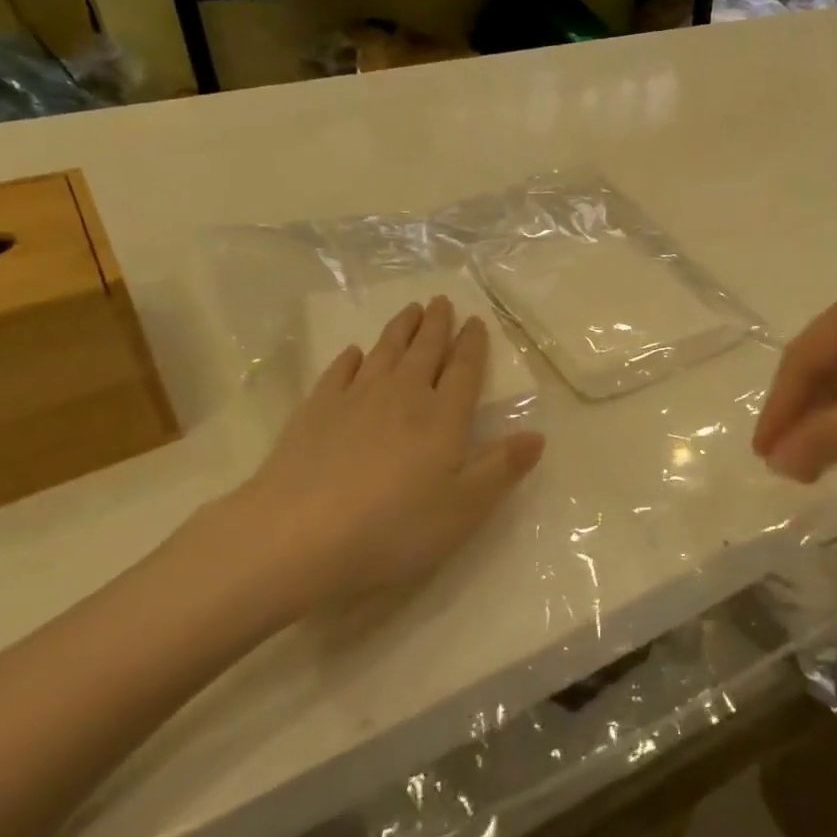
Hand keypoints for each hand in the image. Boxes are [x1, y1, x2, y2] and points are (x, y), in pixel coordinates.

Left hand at [180, 297, 544, 627]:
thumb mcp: (464, 508)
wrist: (297, 536)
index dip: (472, 345)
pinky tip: (353, 353)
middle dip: (436, 325)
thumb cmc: (394, 527)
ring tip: (409, 310)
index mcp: (443, 417)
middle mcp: (402, 396)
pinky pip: (338, 373)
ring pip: (384, 353)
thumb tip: (538, 435)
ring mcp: (355, 400)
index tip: (476, 321)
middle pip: (425, 351)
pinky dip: (350, 359)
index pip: (464, 370)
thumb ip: (502, 468)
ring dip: (400, 330)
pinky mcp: (314, 412)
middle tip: (441, 301)